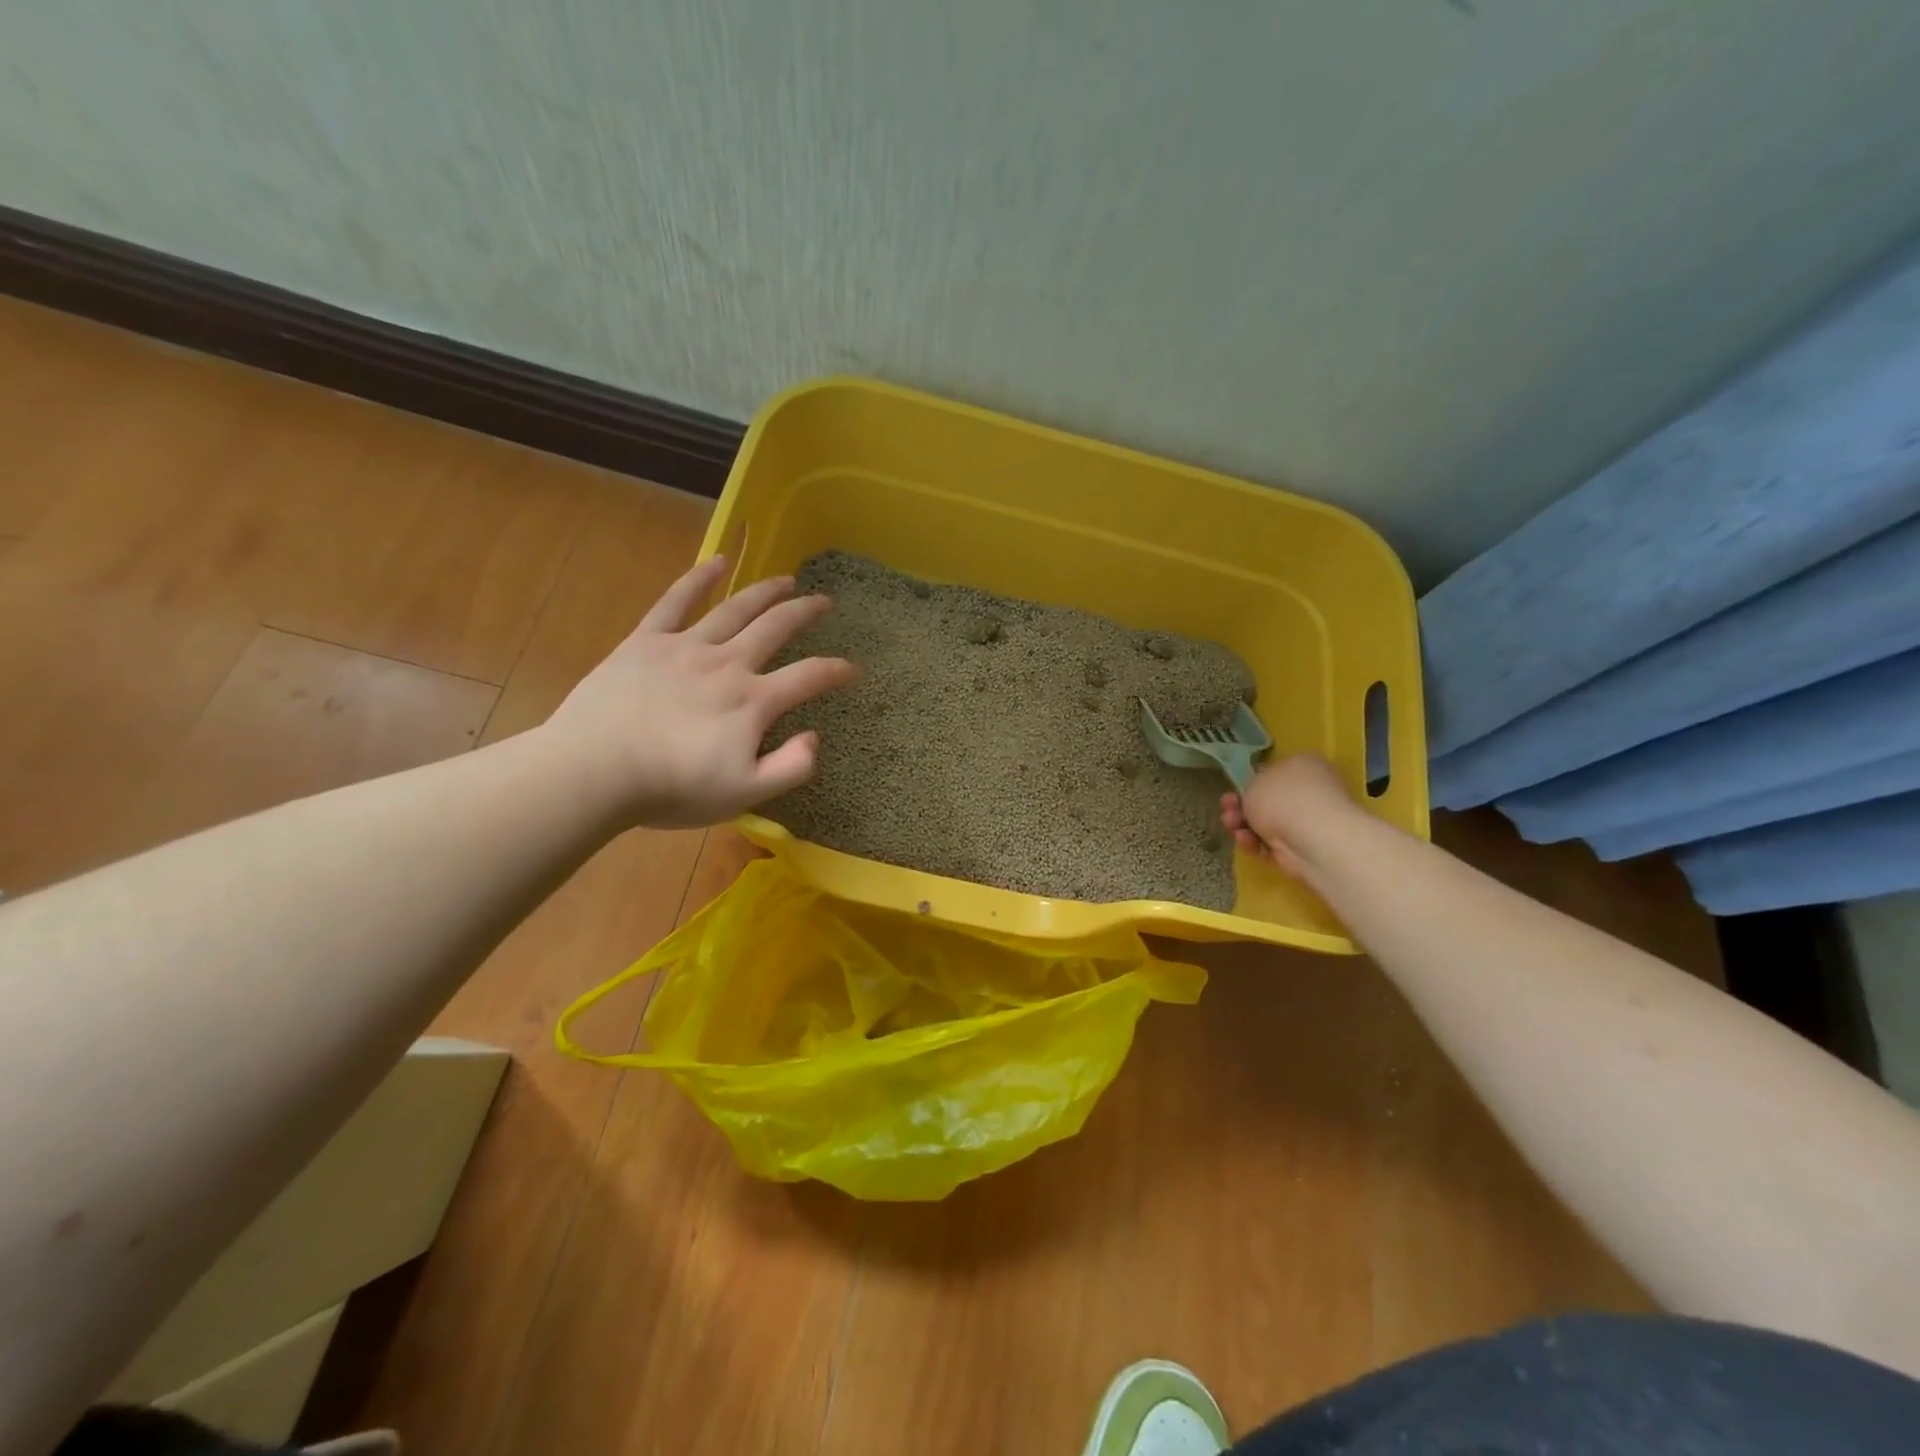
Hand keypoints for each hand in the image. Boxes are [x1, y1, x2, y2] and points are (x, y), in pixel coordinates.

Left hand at [540, 557, 857, 827]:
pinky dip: (699, 578)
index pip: (809, 677)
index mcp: (753, 701)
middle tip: (824, 601)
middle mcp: (728, 664)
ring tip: (785, 579)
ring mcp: (686, 647)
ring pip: (735, 608)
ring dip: (764, 591)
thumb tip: (815, 737)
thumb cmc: (673, 789)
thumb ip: (790, 767)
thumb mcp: (745, 794)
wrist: (596, 771)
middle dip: (805, 612)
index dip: (837, 671)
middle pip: (776, 628)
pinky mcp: (647, 641)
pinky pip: (676, 601)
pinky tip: (717, 561)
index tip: (854, 668)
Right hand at [1220, 754, 1357, 878]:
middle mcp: (1310, 792)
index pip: (1276, 772)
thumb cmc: (1282, 797)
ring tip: (1230, 825)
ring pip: (1266, 823)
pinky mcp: (1302, 848)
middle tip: (1226, 809)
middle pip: (1268, 800)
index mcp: (1304, 766)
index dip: (1251, 782)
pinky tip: (1244, 840)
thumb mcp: (1254, 781)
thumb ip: (1251, 785)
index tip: (1233, 790)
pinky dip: (1255, 842)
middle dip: (1242, 806)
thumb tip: (1258, 792)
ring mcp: (1308, 822)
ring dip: (1243, 824)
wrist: (1312, 836)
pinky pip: (1272, 843)